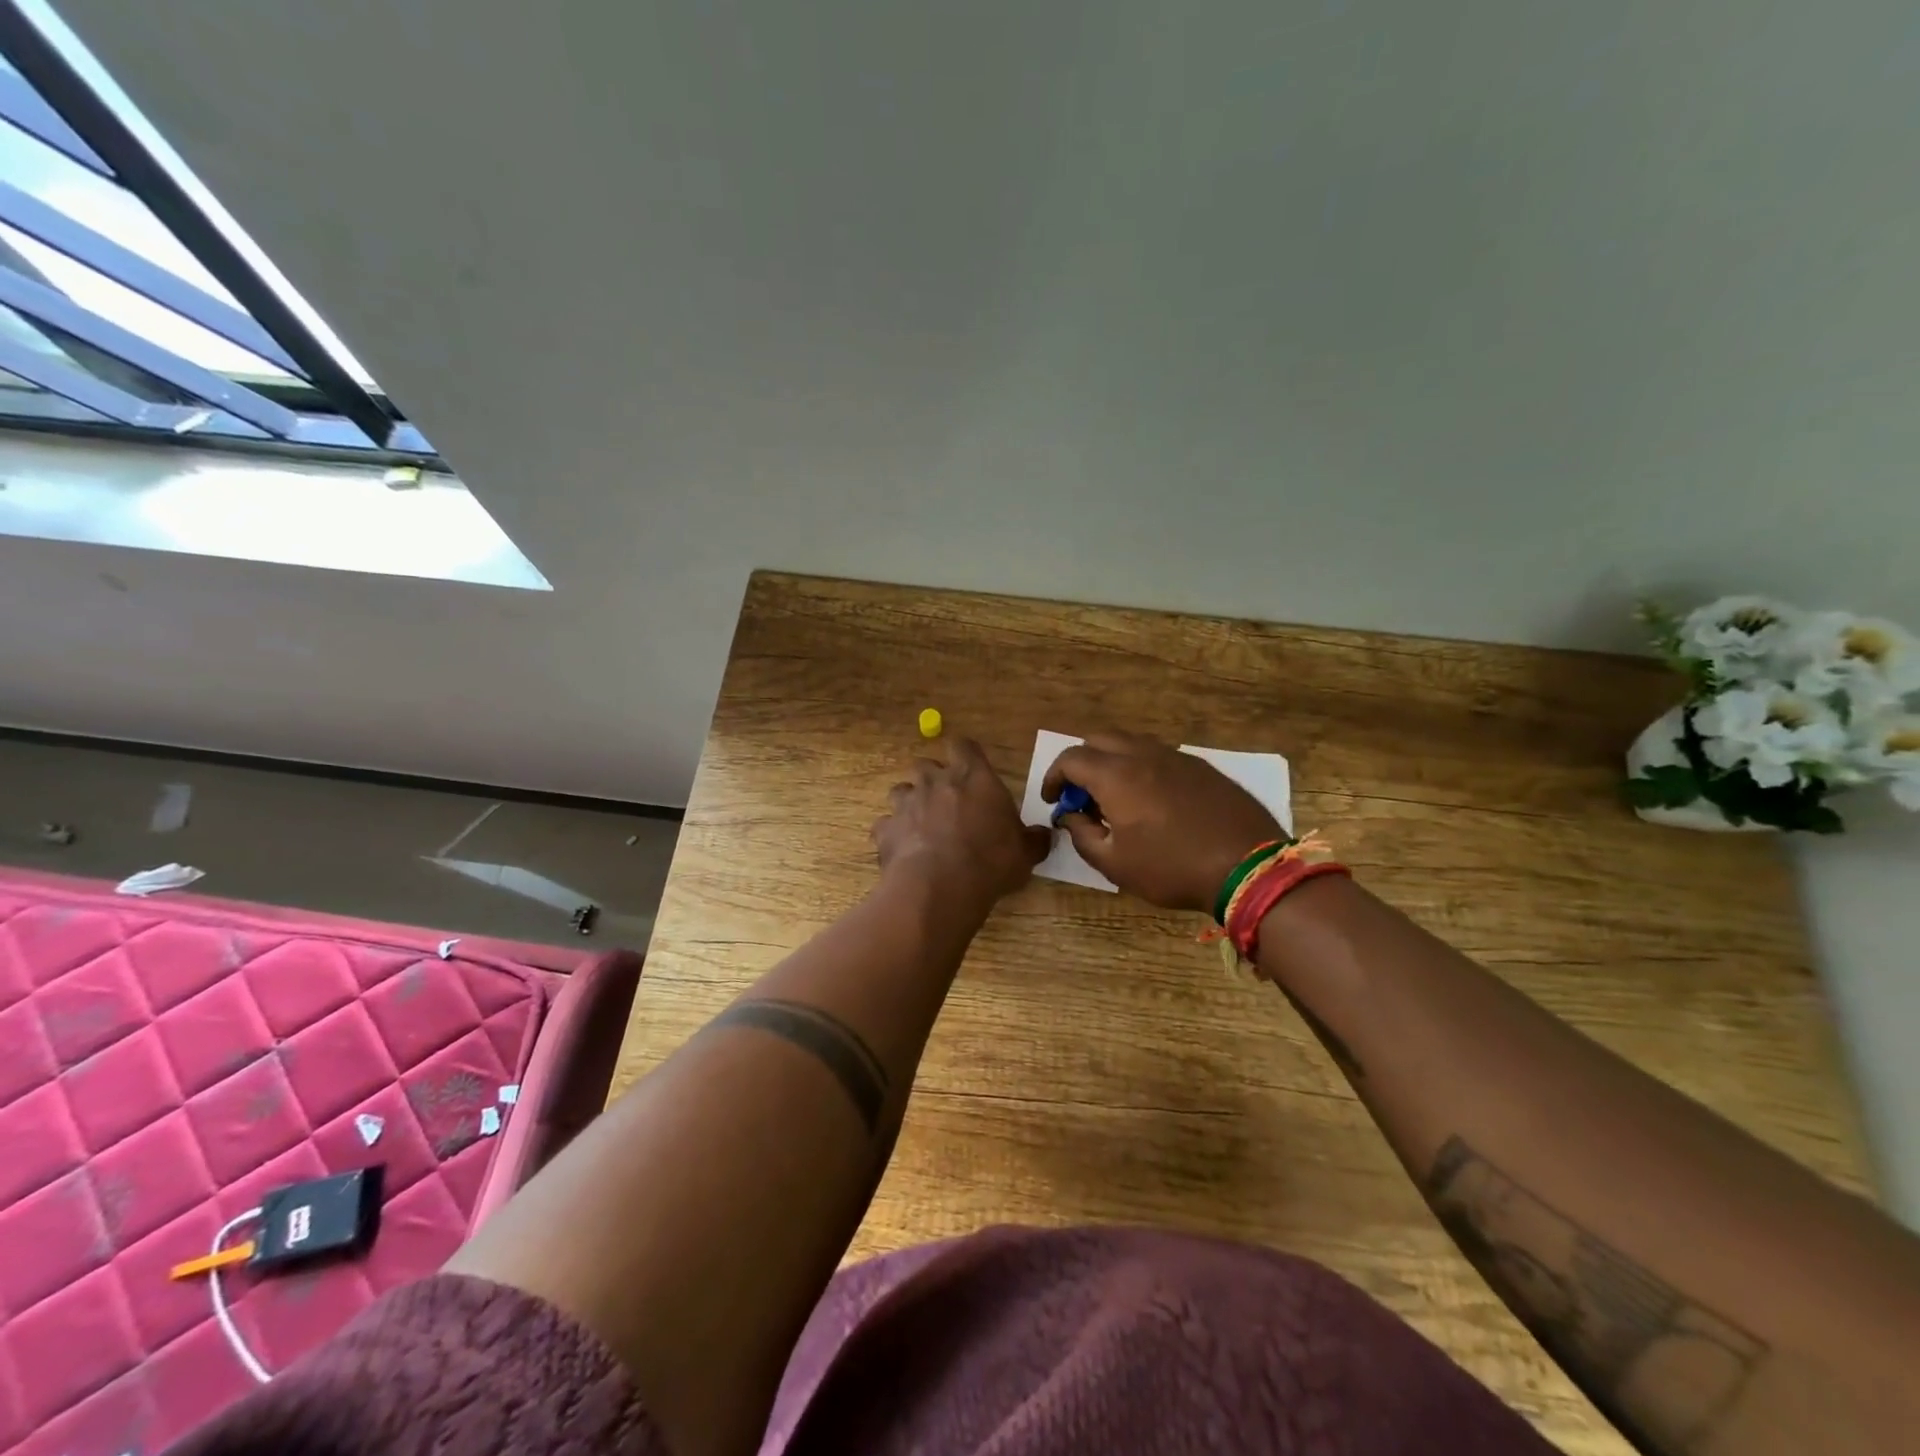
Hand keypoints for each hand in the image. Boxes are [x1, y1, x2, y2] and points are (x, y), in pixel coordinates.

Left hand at [872, 738, 1050, 904]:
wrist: (941, 886)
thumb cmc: (991, 860)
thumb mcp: (1025, 853)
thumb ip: (1033, 840)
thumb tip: (1044, 836)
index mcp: (973, 776)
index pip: (964, 746)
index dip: (965, 755)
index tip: (970, 768)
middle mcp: (935, 781)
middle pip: (927, 765)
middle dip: (933, 779)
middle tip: (946, 803)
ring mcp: (906, 803)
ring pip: (901, 791)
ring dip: (910, 804)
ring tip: (921, 826)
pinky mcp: (885, 829)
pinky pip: (886, 825)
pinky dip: (893, 834)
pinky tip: (904, 852)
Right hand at [1042, 732, 1281, 912]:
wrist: (1248, 866)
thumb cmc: (1172, 867)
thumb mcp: (1114, 863)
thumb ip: (1082, 835)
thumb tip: (1069, 817)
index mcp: (1115, 774)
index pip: (1071, 758)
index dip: (1053, 777)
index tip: (1053, 800)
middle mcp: (1142, 754)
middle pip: (1099, 739)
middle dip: (1081, 763)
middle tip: (1081, 796)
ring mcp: (1175, 756)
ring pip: (1131, 743)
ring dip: (1112, 762)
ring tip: (1115, 798)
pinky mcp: (1200, 766)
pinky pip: (1158, 755)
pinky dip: (1141, 768)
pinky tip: (1151, 801)